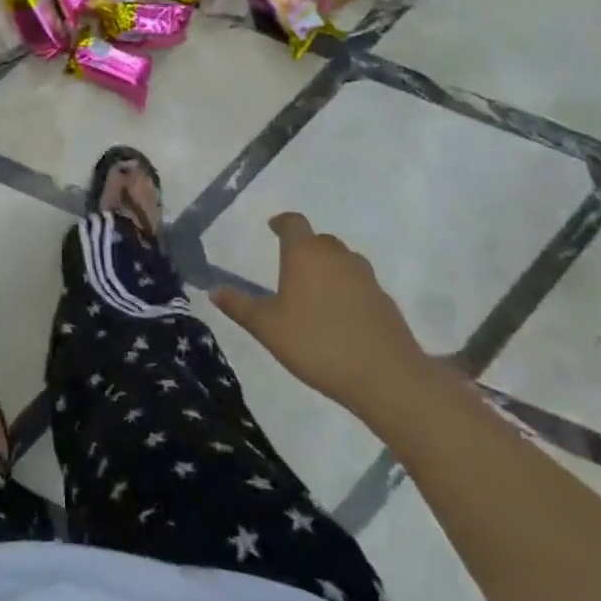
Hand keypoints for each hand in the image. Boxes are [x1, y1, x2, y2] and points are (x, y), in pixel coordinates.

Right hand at [210, 214, 431, 418]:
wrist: (386, 378)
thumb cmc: (317, 344)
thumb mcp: (268, 328)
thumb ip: (239, 306)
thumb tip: (214, 290)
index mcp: (305, 254)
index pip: (294, 222)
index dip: (282, 222)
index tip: (273, 228)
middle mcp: (337, 257)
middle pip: (320, 240)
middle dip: (305, 247)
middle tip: (291, 266)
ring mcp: (366, 278)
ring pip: (344, 261)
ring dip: (329, 267)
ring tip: (316, 291)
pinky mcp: (386, 302)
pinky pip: (361, 285)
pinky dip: (349, 291)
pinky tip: (342, 316)